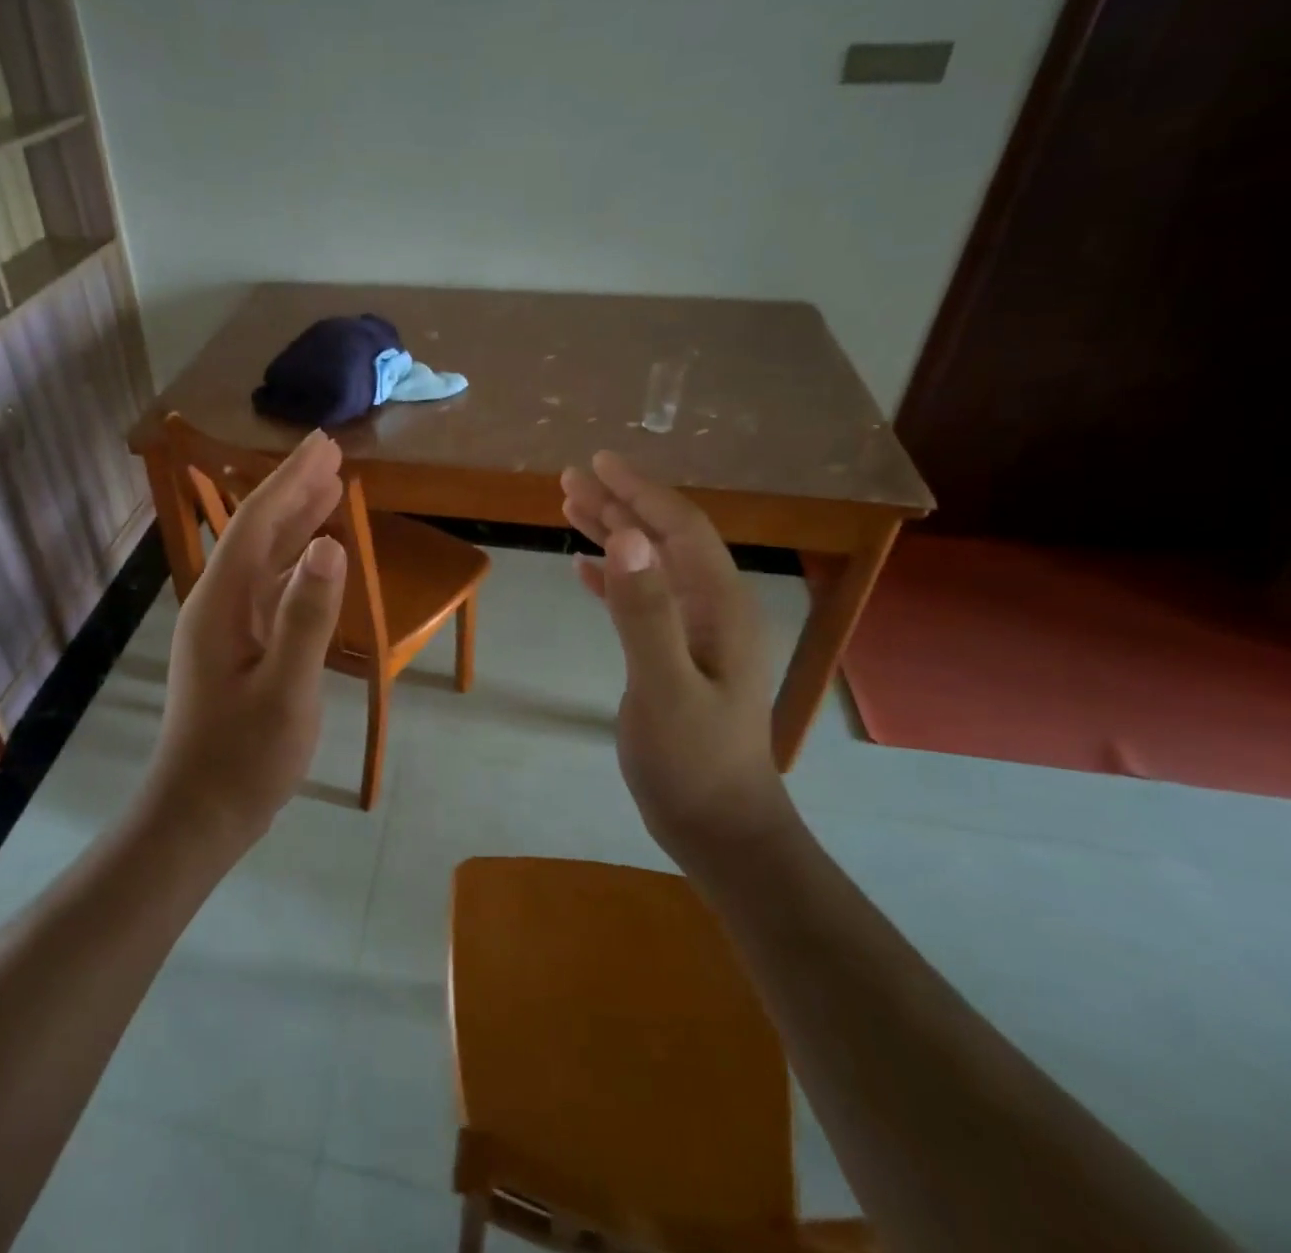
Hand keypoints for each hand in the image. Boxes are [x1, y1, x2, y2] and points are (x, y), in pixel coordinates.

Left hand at [149, 430, 348, 847]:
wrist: (199, 813)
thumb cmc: (243, 757)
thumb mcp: (286, 690)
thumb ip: (306, 616)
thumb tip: (330, 545)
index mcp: (222, 602)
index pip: (257, 522)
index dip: (291, 480)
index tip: (325, 445)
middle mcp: (219, 602)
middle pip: (257, 531)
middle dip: (293, 489)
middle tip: (332, 454)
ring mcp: (226, 625)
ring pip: (263, 558)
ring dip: (295, 521)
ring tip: (329, 489)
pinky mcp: (237, 646)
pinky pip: (268, 587)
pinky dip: (294, 562)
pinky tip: (313, 556)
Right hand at [561, 451, 791, 863]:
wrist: (719, 828)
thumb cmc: (693, 761)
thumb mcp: (664, 686)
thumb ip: (645, 611)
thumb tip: (626, 537)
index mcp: (719, 606)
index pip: (679, 529)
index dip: (639, 492)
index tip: (598, 463)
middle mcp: (713, 609)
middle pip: (663, 539)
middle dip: (619, 505)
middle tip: (571, 479)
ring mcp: (696, 633)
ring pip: (651, 566)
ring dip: (614, 534)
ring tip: (572, 508)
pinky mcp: (675, 656)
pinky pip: (642, 599)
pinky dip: (613, 577)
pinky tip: (584, 569)